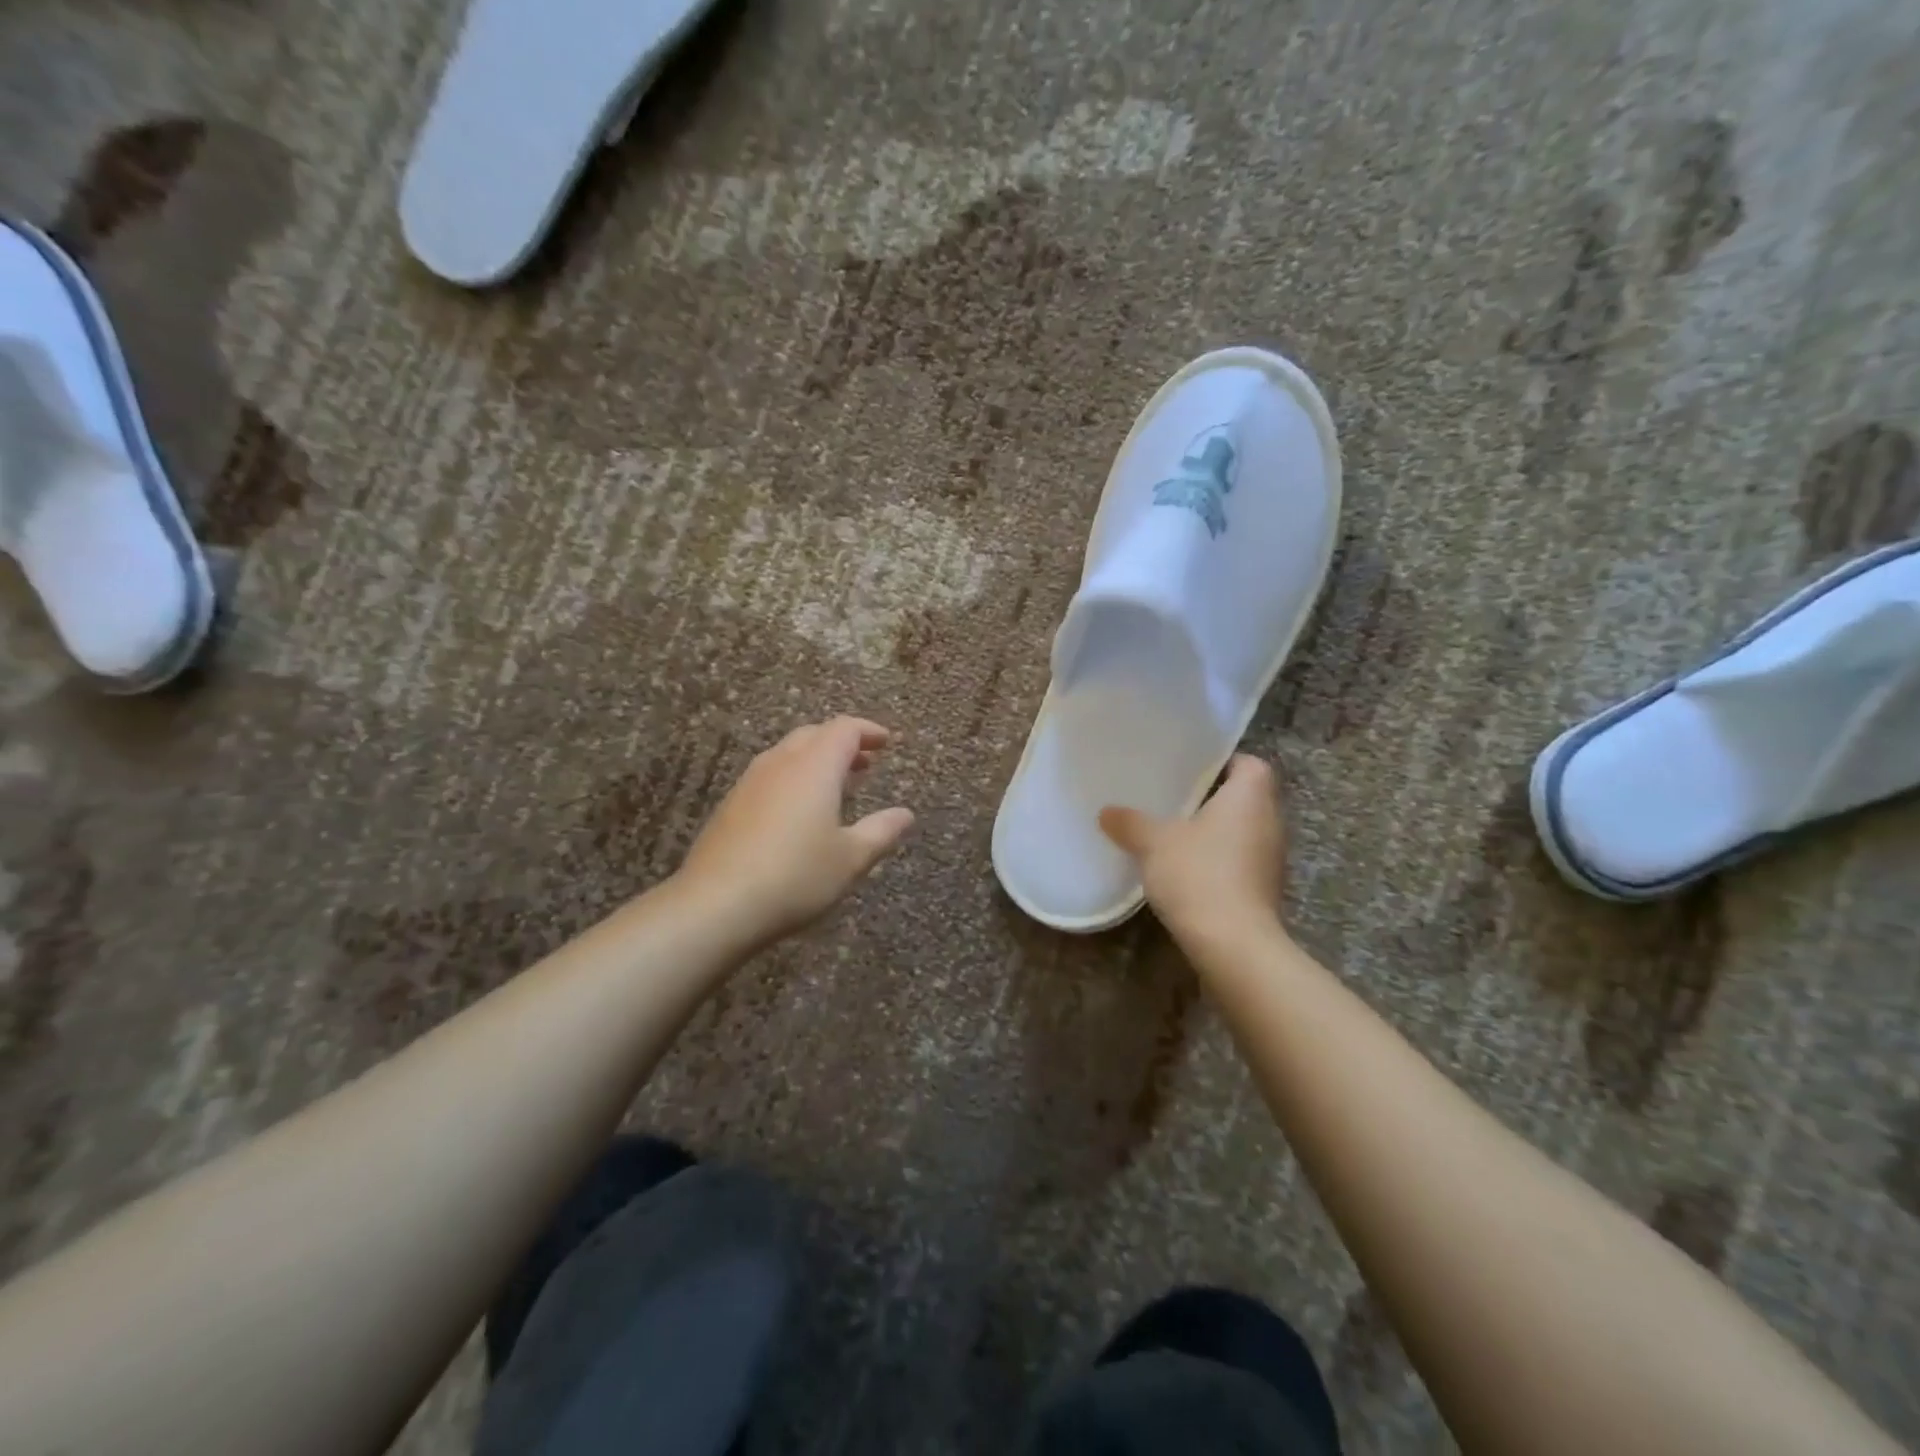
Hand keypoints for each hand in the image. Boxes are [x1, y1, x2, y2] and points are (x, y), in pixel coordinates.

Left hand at [677, 716, 913, 946]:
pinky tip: (799, 811)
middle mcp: (781, 763)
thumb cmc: (795, 876)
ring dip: (816, 759)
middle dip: (843, 742)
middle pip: (814, 734)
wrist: (716, 904)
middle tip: (865, 763)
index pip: (844, 729)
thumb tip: (905, 814)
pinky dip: (794, 777)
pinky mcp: (731, 805)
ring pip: (788, 753)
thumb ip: (881, 831)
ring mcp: (750, 782)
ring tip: (837, 786)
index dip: (868, 731)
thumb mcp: (850, 859)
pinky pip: (770, 775)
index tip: (887, 742)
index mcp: (814, 767)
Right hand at [1099, 755, 1286, 957]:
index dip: (1225, 762)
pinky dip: (1219, 861)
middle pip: (1247, 798)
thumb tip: (1107, 812)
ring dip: (1217, 832)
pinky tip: (1188, 870)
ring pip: (1244, 832)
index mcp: (1250, 797)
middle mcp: (1270, 822)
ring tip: (1177, 833)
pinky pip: (1241, 862)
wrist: (1233, 944)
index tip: (1192, 769)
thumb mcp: (1153, 842)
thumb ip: (1130, 822)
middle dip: (1214, 798)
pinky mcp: (1264, 891)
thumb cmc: (1198, 874)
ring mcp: (1272, 860)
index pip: (1250, 764)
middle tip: (1175, 798)